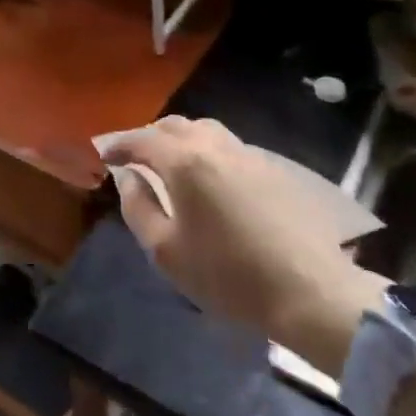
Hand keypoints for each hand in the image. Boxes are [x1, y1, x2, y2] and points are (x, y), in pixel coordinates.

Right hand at [105, 116, 386, 373]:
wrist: (310, 291)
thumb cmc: (229, 275)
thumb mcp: (166, 251)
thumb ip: (138, 208)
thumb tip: (130, 180)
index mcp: (184, 162)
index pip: (141, 140)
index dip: (119, 145)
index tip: (105, 155)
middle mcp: (214, 146)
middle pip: (173, 125)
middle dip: (148, 136)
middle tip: (136, 157)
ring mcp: (247, 154)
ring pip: (204, 129)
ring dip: (180, 138)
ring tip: (172, 162)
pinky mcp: (273, 168)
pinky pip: (228, 146)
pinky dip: (207, 150)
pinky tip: (209, 177)